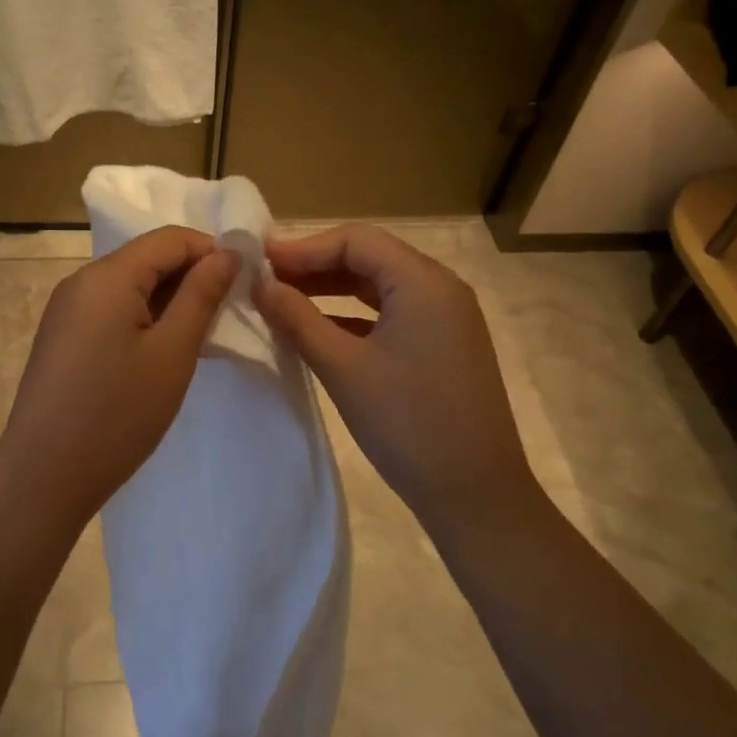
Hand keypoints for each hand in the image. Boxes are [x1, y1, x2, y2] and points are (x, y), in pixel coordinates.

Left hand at [0, 227, 237, 524]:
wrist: (43, 479)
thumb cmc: (116, 415)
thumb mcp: (172, 353)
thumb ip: (201, 295)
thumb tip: (227, 253)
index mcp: (106, 276)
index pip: (169, 238)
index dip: (211, 251)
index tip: (245, 283)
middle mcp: (80, 281)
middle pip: (147, 258)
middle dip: (191, 276)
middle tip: (228, 313)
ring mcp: (66, 310)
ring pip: (129, 285)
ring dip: (169, 299)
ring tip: (200, 335)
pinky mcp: (62, 336)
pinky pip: (110, 309)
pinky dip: (143, 317)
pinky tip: (161, 351)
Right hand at [253, 224, 535, 533]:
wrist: (476, 496)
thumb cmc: (407, 424)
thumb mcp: (343, 368)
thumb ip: (297, 319)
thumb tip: (260, 285)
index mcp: (423, 282)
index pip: (356, 240)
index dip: (304, 247)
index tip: (260, 263)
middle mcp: (440, 288)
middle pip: (369, 257)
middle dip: (315, 266)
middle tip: (265, 281)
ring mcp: (446, 318)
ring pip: (379, 286)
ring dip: (332, 290)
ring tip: (284, 300)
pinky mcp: (443, 345)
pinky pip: (392, 313)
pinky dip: (353, 315)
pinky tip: (319, 330)